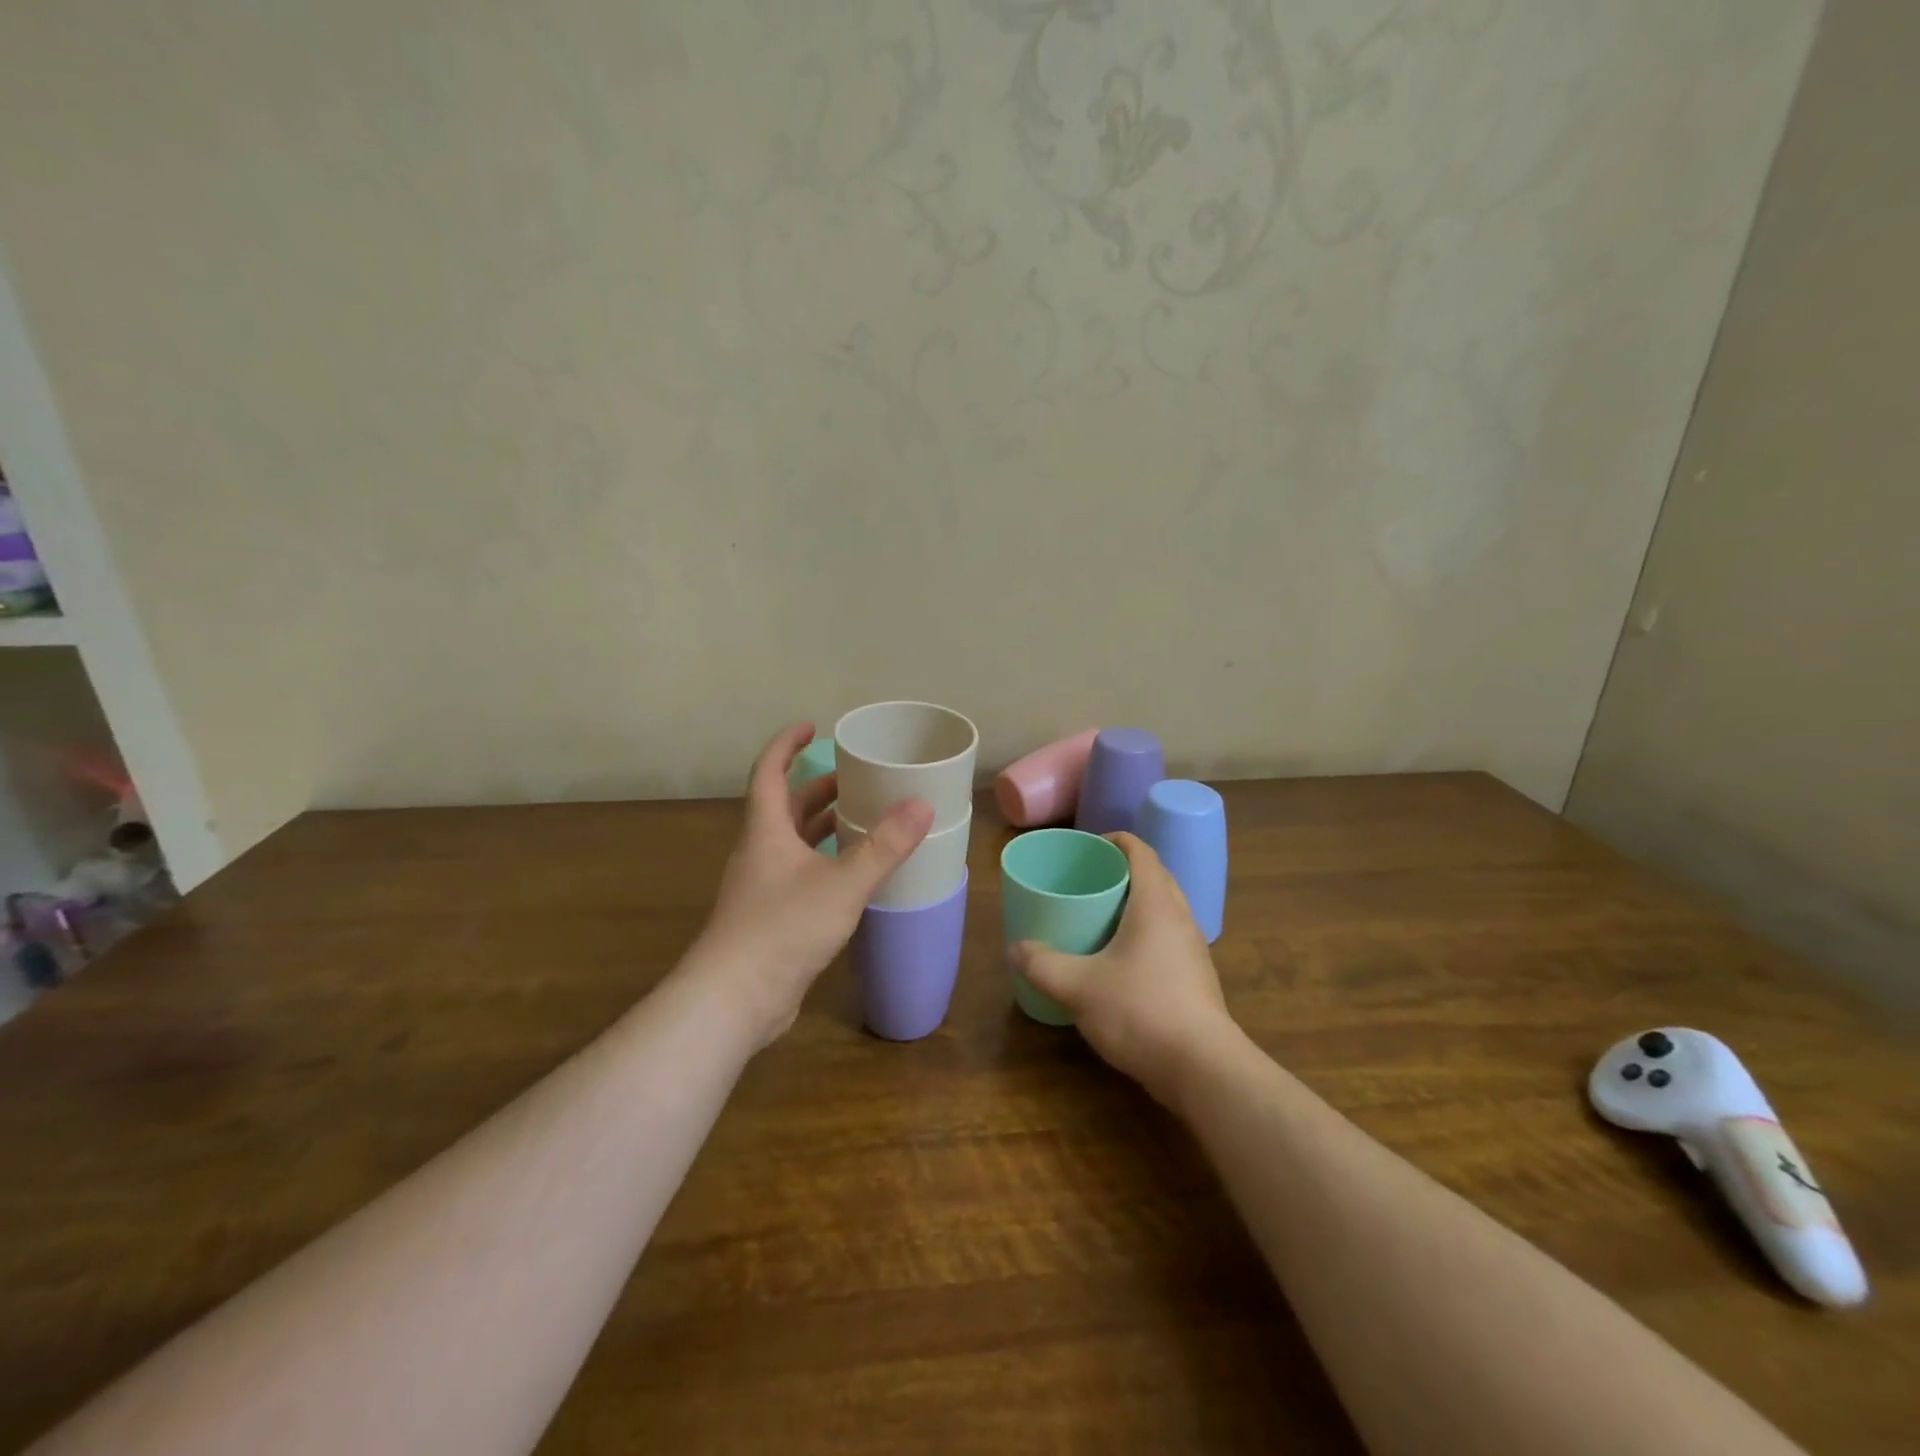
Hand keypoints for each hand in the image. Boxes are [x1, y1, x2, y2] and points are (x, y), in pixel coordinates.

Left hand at [693, 722, 932, 1048]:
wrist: (733, 1000)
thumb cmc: (782, 929)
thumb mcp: (842, 884)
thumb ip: (883, 847)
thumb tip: (922, 806)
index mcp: (766, 831)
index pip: (770, 772)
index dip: (787, 745)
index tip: (812, 726)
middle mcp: (760, 852)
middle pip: (787, 807)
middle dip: (820, 788)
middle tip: (859, 778)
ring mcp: (763, 887)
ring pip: (794, 843)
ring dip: (824, 827)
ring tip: (864, 819)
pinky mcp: (771, 917)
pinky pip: (800, 874)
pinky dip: (825, 862)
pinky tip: (854, 875)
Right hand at [1010, 833, 1237, 1100]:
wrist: (1202, 1069)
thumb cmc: (1140, 1011)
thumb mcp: (1079, 987)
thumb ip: (1043, 965)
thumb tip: (1015, 949)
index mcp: (1156, 904)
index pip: (1141, 852)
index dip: (1116, 840)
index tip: (1089, 846)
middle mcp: (1180, 917)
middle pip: (1155, 877)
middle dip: (1123, 872)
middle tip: (1088, 881)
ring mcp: (1193, 949)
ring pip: (1164, 909)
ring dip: (1136, 904)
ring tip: (1100, 917)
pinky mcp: (1196, 978)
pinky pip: (1168, 938)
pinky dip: (1145, 934)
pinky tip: (1121, 960)